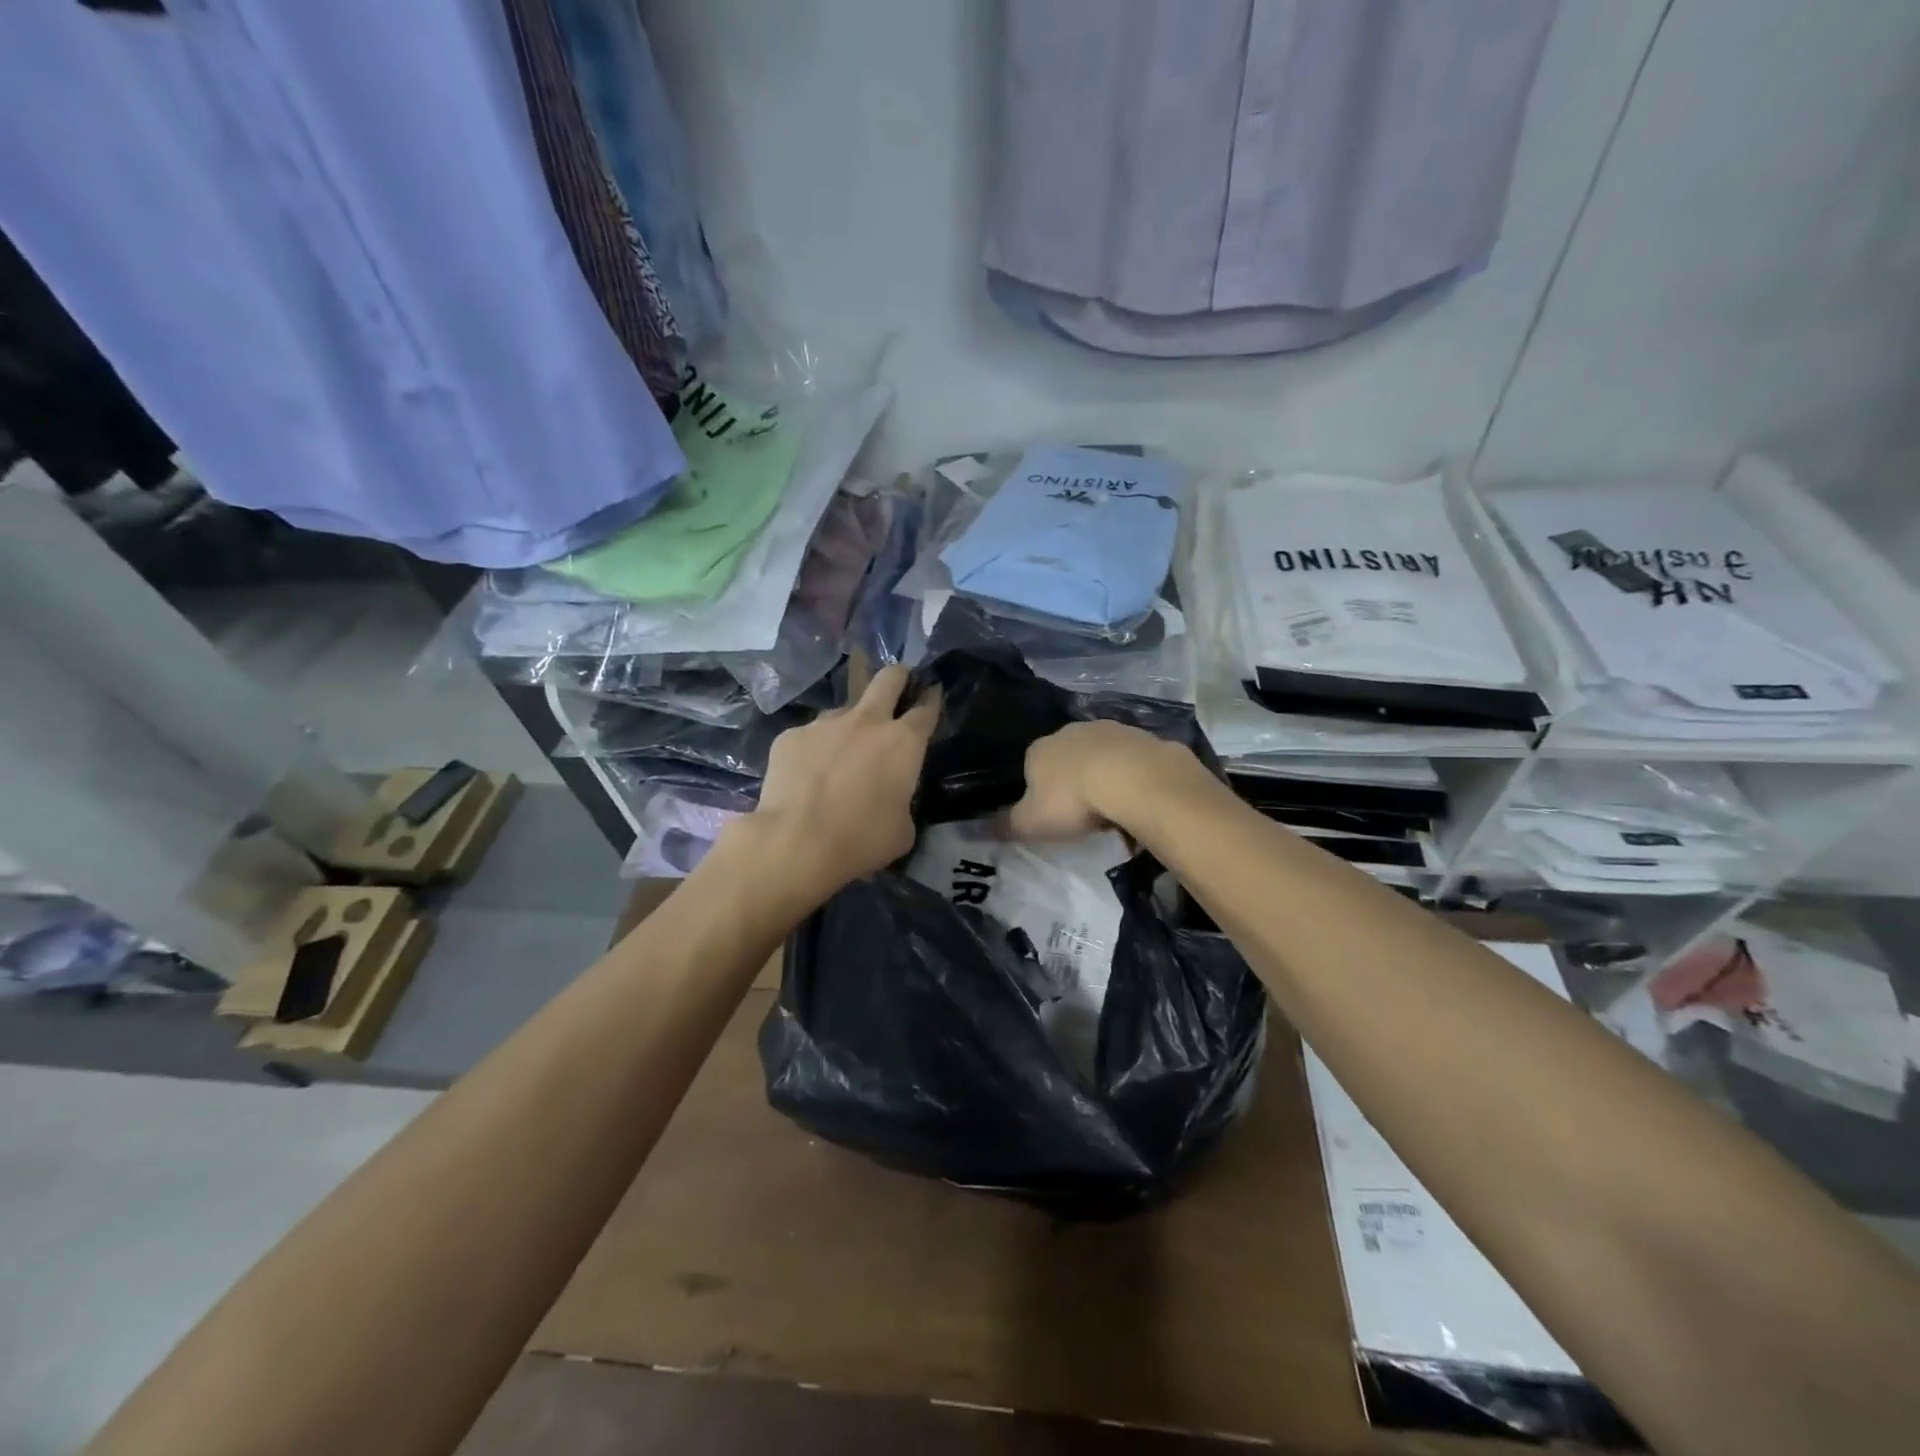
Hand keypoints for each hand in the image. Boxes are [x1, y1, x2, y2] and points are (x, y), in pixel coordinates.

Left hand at [749, 664, 939, 894]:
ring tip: (838, 758)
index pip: (926, 709)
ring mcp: (825, 724)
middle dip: (898, 677)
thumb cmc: (861, 840)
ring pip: (843, 711)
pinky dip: (813, 752)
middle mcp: (866, 722)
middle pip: (888, 679)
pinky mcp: (791, 736)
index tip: (931, 695)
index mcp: (903, 742)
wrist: (796, 842)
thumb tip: (891, 797)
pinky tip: (805, 778)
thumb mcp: (902, 829)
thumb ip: (902, 800)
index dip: (931, 700)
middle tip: (898, 684)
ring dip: (849, 726)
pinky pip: (809, 737)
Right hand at [1007, 720, 1206, 840]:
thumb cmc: (1073, 801)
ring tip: (1115, 808)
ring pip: (1101, 755)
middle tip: (1084, 813)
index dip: (1040, 791)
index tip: (1052, 816)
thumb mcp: (1030, 823)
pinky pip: (1133, 759)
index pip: (1031, 767)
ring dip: (1105, 775)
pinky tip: (1140, 797)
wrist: (1133, 779)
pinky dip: (1134, 775)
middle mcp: (1071, 731)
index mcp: (1039, 750)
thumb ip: (1006, 825)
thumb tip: (983, 828)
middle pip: (1067, 757)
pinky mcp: (1143, 736)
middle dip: (1073, 780)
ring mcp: (1110, 729)